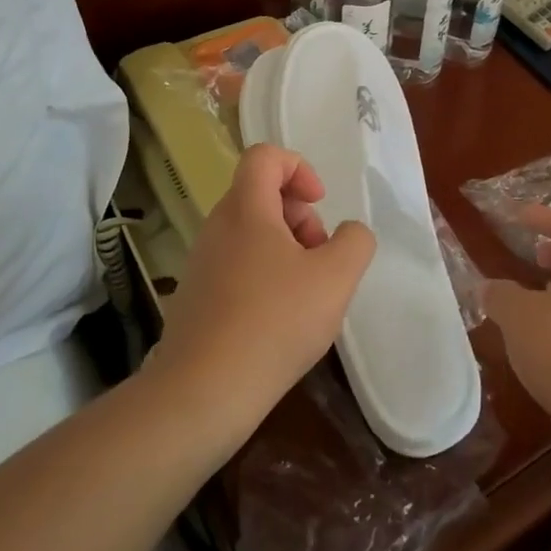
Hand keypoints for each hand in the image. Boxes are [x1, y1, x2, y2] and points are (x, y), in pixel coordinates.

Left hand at [148, 144, 375, 443]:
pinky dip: (264, 277)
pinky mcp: (195, 298)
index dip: (299, 168)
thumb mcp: (336, 278)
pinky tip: (280, 320)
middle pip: (261, 195)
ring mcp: (201, 264)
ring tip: (306, 293)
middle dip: (300, 216)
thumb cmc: (274, 323)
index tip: (320, 204)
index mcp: (245, 209)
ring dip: (286, 249)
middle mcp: (217, 227)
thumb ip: (355, 242)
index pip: (265, 156)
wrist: (202, 394)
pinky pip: (237, 266)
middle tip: (320, 257)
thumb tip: (348, 233)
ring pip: (251, 233)